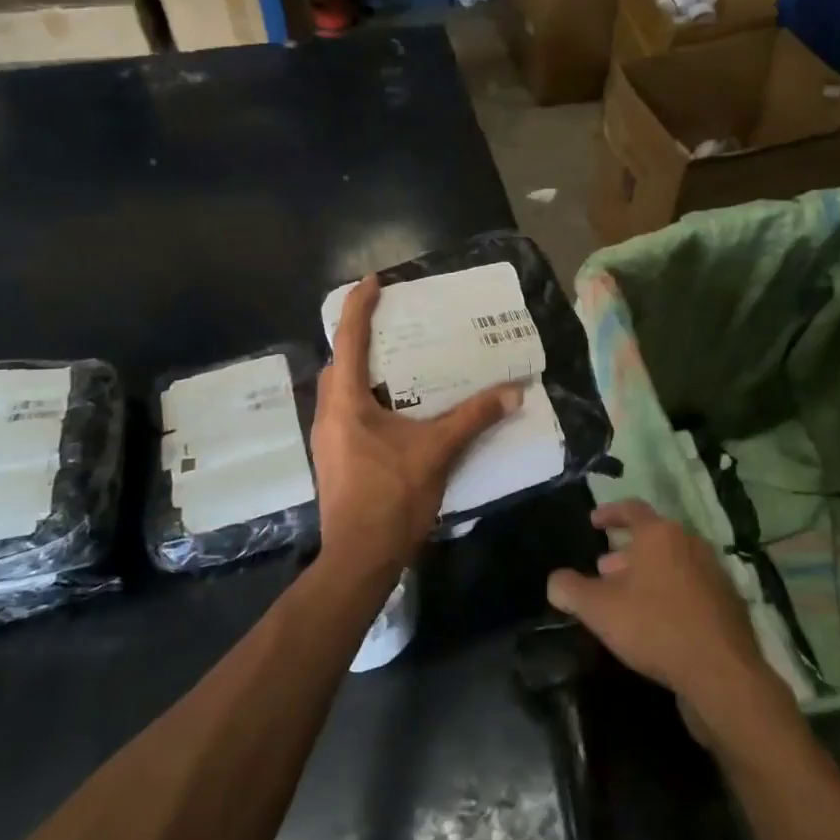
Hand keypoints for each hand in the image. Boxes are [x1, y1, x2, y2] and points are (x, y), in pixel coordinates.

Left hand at [312, 274, 522, 574]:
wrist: (359, 559)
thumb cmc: (392, 497)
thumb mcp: (437, 451)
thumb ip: (473, 418)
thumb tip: (513, 391)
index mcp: (346, 402)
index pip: (348, 339)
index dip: (359, 306)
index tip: (373, 281)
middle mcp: (328, 414)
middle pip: (339, 364)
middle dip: (360, 340)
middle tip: (395, 330)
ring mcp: (326, 440)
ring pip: (341, 392)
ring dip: (364, 374)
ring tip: (400, 369)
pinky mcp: (334, 460)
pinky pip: (346, 415)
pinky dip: (367, 401)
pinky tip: (397, 415)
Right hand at [547, 500, 790, 740]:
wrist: (721, 672)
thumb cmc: (655, 626)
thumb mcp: (599, 609)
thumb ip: (571, 590)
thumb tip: (555, 581)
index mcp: (660, 534)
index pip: (631, 510)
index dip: (609, 513)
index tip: (593, 521)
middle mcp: (690, 544)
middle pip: (653, 539)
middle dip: (625, 552)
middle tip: (602, 570)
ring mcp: (714, 573)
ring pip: (672, 564)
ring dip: (647, 575)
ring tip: (626, 599)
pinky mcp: (727, 604)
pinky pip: (690, 589)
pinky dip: (669, 595)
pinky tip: (656, 622)